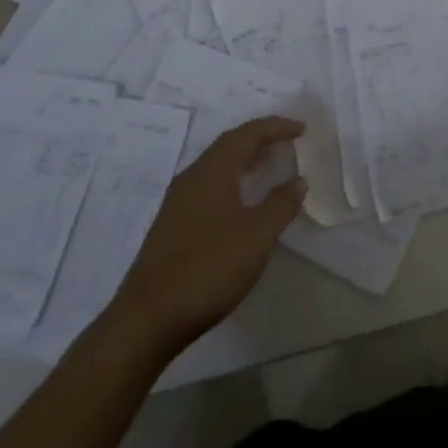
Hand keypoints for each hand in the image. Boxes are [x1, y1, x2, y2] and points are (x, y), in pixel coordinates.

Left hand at [106, 117, 305, 357]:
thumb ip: (281, 204)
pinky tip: (240, 202)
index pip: (248, 134)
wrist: (146, 321)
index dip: (276, 127)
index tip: (301, 128)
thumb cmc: (208, 268)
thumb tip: (299, 180)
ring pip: (216, 166)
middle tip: (287, 141)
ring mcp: (177, 202)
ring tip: (268, 165)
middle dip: (259, 138)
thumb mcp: (256, 236)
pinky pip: (207, 185)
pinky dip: (231, 181)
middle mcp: (193, 176)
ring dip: (244, 160)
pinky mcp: (171, 225)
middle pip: (229, 144)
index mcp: (213, 170)